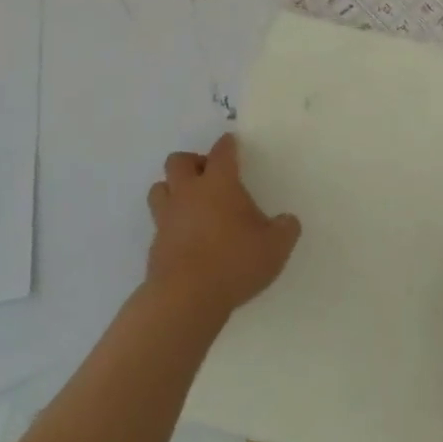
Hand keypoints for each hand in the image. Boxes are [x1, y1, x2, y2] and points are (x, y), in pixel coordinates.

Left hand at [146, 134, 300, 317]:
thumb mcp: (276, 246)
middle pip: (179, 161)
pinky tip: (187, 237)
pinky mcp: (155, 244)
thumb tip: (287, 221)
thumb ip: (285, 229)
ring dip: (173, 189)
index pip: (221, 152)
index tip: (232, 143)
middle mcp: (188, 193)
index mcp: (219, 184)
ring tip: (192, 203)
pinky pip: (159, 222)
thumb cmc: (235, 262)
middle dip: (193, 162)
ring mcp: (167, 218)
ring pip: (160, 188)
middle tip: (210, 176)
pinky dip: (171, 222)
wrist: (186, 299)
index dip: (228, 145)